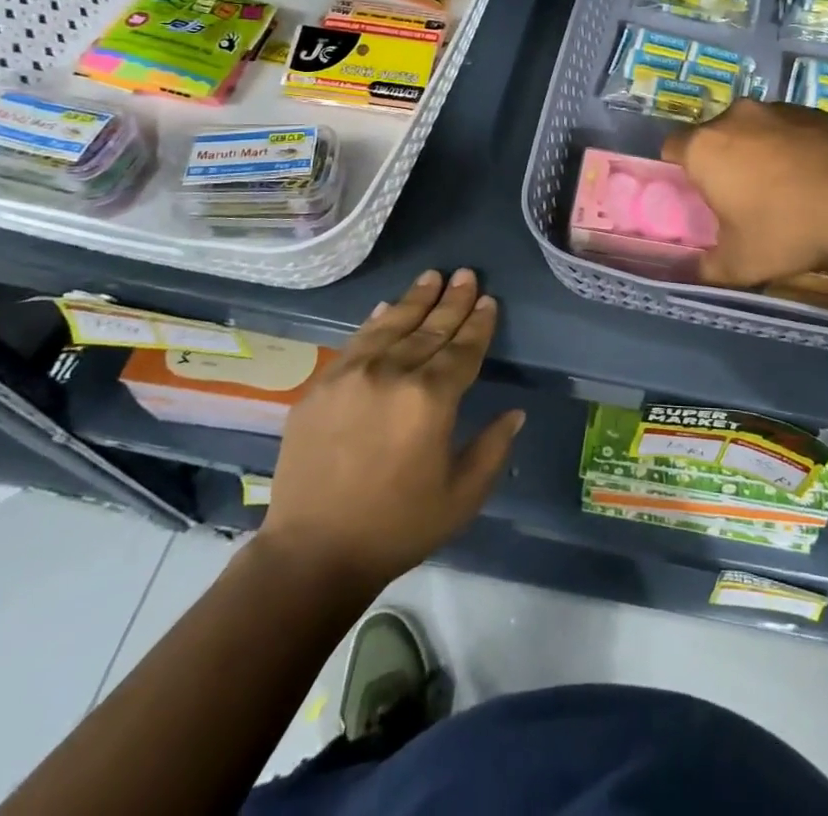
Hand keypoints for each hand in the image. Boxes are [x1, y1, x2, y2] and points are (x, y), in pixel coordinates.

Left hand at [259, 268, 522, 588]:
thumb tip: (515, 413)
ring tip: (433, 276)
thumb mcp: (461, 497)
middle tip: (466, 274)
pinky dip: (376, 321)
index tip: (488, 300)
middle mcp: (393, 373)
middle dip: (453, 301)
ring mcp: (353, 375)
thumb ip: (493, 449)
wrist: (312, 553)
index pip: (463, 349)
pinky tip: (387, 307)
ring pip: (393, 325)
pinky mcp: (322, 385)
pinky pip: (356, 341)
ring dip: (416, 299)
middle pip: (431, 328)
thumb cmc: (397, 527)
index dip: (479, 323)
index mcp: (432, 399)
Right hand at [662, 99, 827, 284]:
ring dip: (758, 151)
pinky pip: (787, 128)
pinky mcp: (811, 109)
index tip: (698, 196)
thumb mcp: (741, 263)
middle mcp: (734, 117)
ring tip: (783, 188)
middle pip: (714, 136)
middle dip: (722, 162)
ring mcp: (776, 108)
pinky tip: (813, 176)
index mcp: (704, 148)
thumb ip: (709, 267)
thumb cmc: (787, 227)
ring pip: (752, 129)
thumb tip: (698, 270)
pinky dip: (791, 146)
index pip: (672, 148)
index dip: (681, 172)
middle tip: (740, 197)